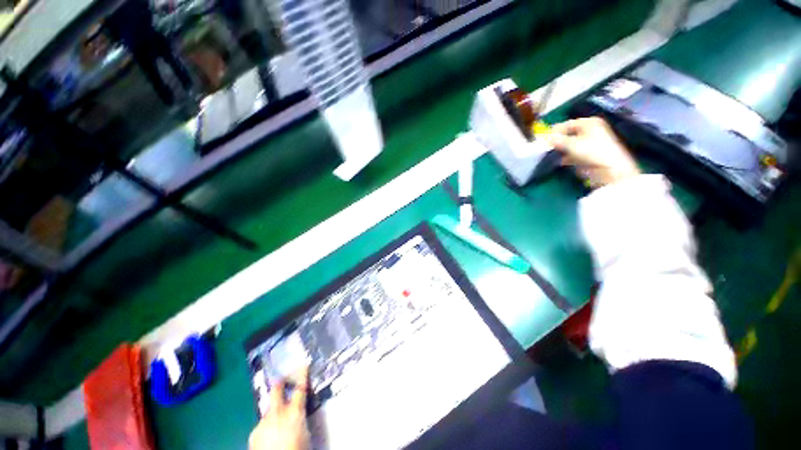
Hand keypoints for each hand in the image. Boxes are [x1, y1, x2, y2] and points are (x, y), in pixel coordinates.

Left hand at [249, 368, 309, 449]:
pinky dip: (266, 426)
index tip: (303, 365)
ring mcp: (262, 422)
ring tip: (277, 420)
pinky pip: (262, 425)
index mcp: (294, 412)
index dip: (302, 375)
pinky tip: (269, 435)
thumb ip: (300, 418)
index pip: (300, 388)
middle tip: (282, 378)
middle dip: (280, 382)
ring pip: (268, 410)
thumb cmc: (297, 449)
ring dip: (273, 411)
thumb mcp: (305, 432)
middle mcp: (277, 413)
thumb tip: (298, 412)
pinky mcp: (253, 434)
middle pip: (277, 390)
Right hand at [545, 117, 640, 187]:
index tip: (542, 140)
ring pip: (569, 144)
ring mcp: (589, 143)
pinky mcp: (588, 154)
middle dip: (556, 141)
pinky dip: (565, 157)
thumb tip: (543, 139)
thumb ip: (556, 140)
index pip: (566, 124)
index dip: (554, 132)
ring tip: (550, 155)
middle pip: (567, 134)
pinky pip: (572, 153)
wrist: (610, 169)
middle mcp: (590, 130)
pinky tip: (559, 161)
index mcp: (589, 123)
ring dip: (559, 150)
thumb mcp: (571, 144)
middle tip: (545, 148)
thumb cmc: (592, 151)